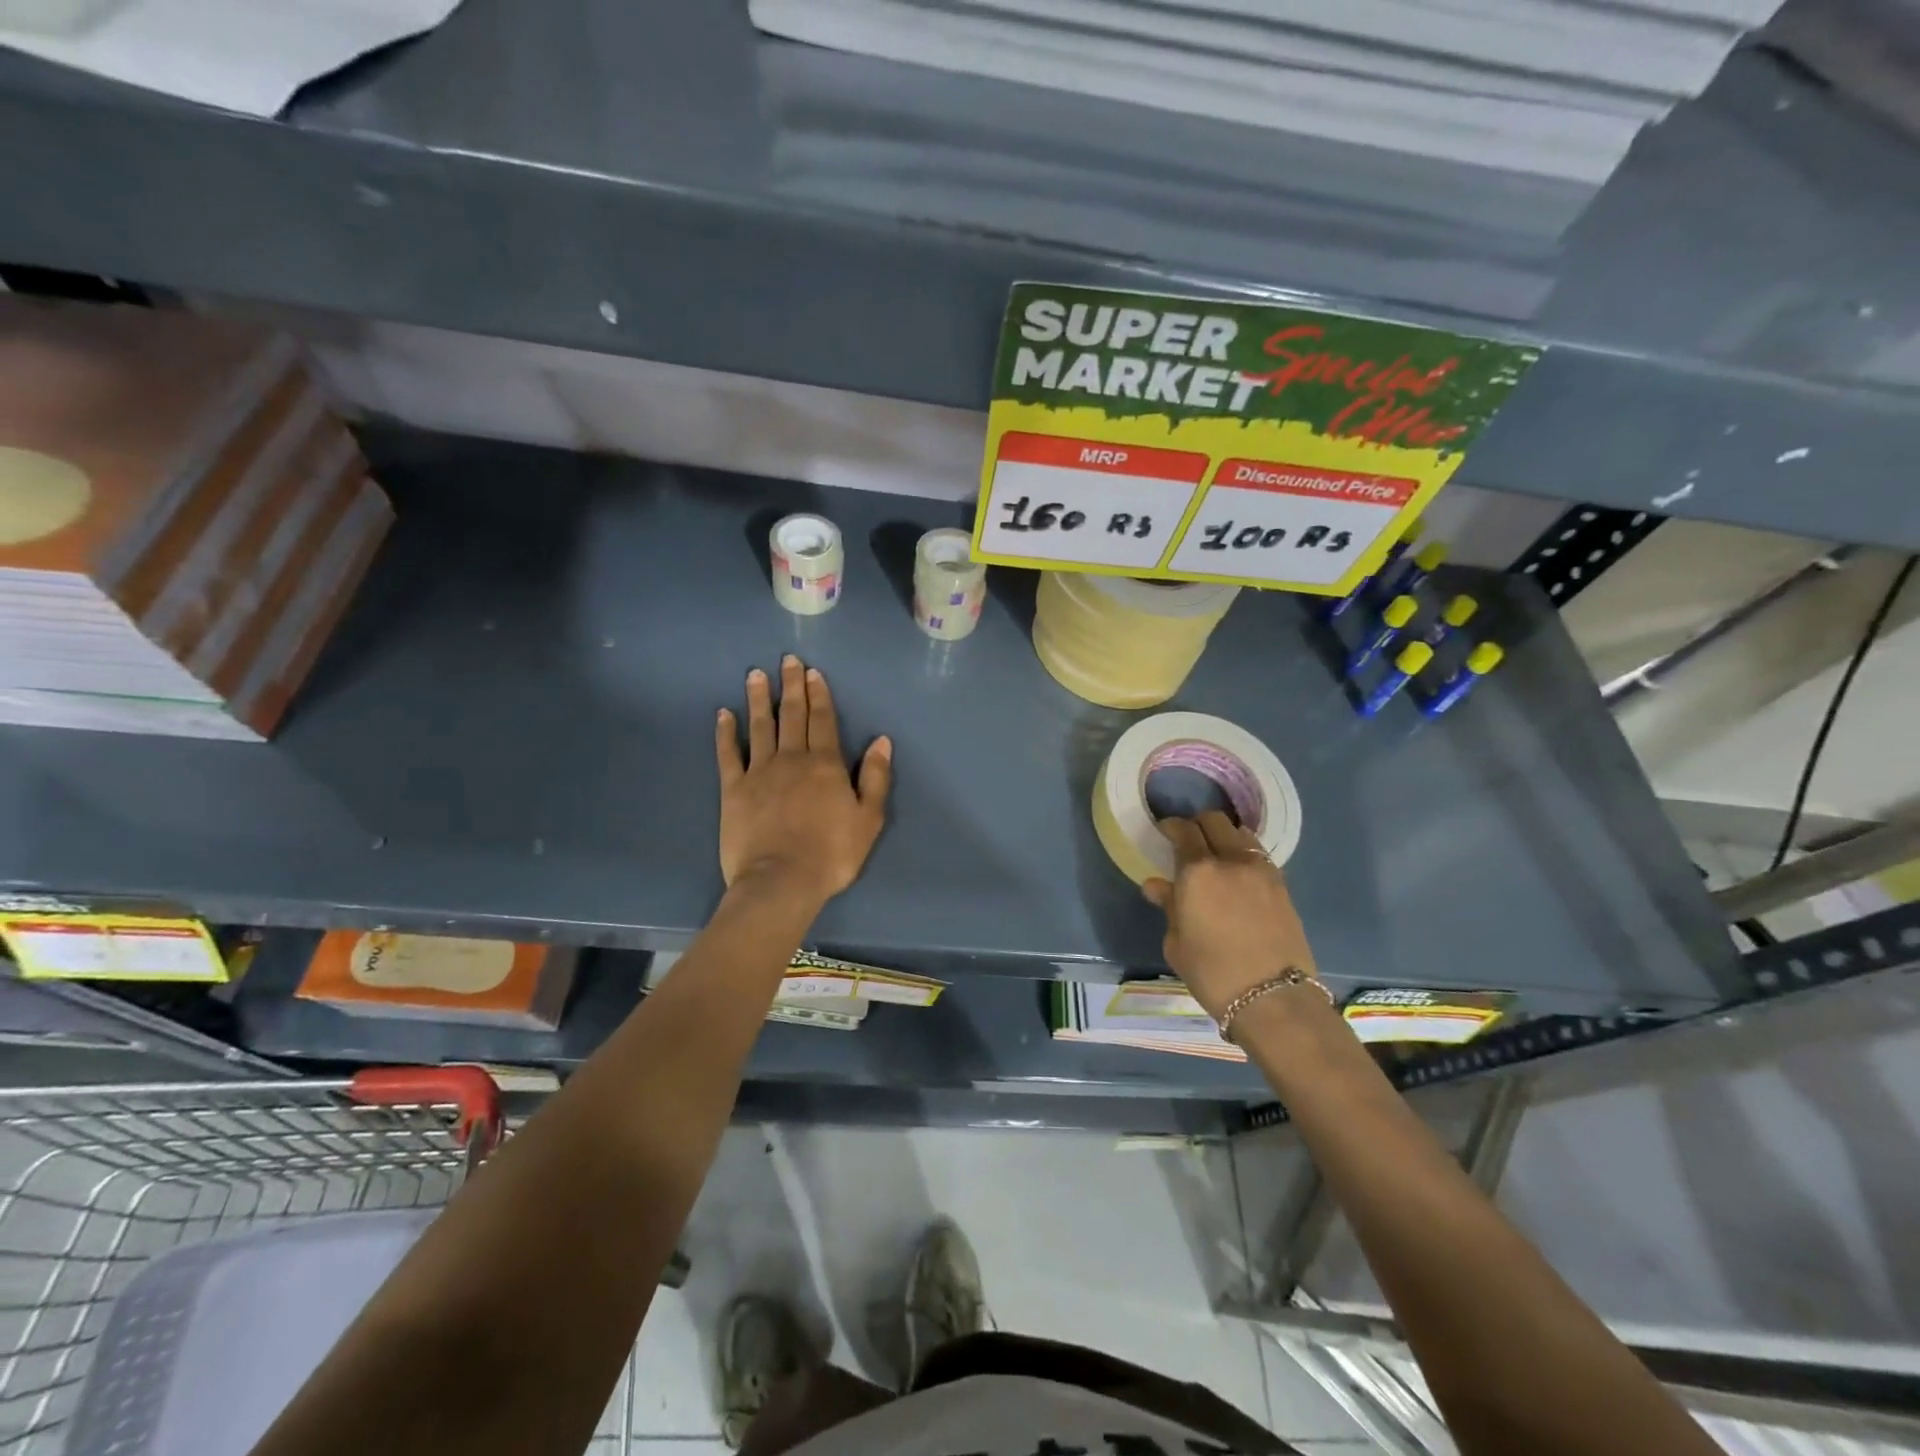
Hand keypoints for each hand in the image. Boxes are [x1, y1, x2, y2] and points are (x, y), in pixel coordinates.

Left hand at [716, 655, 891, 904]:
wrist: (781, 881)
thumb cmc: (832, 854)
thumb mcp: (868, 819)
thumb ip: (875, 777)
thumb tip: (881, 740)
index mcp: (826, 765)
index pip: (823, 721)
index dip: (819, 695)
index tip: (813, 672)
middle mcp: (792, 759)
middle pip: (792, 715)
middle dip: (791, 686)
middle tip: (787, 660)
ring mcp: (759, 772)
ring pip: (760, 726)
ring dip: (759, 699)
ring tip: (755, 674)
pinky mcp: (733, 789)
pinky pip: (728, 754)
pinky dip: (725, 732)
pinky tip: (723, 714)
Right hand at [1142, 811, 1319, 1020]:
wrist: (1274, 999)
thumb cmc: (1213, 974)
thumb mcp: (1177, 943)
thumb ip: (1169, 907)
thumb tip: (1158, 886)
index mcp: (1198, 871)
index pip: (1183, 830)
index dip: (1171, 826)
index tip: (1164, 832)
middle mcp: (1231, 860)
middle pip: (1215, 821)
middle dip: (1198, 825)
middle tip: (1189, 841)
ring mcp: (1262, 870)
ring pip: (1241, 834)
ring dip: (1225, 836)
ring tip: (1217, 855)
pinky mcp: (1283, 885)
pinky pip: (1259, 855)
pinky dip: (1245, 855)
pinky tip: (1238, 875)